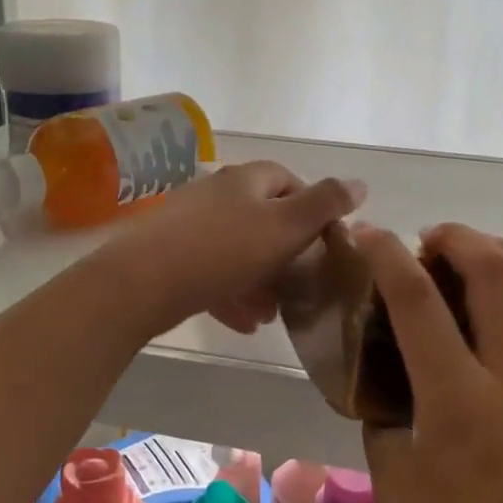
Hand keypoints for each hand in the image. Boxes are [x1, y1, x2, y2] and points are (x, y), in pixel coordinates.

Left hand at [98, 162, 364, 336]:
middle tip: (300, 286)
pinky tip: (243, 322)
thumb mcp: (285, 226)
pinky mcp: (170, 254)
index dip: (312, 208)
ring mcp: (189, 222)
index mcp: (245, 180)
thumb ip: (325, 204)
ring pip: (237, 249)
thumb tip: (360, 183)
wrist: (142, 282)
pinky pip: (210, 270)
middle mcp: (216, 193)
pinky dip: (231, 292)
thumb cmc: (223, 250)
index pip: (288, 179)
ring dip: (259, 279)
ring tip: (273, 314)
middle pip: (262, 218)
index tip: (324, 243)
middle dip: (285, 254)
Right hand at [355, 223, 502, 502]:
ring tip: (471, 253)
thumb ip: (384, 416)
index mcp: (457, 401)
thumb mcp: (392, 483)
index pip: (417, 299)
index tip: (364, 234)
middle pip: (495, 271)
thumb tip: (384, 378)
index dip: (385, 254)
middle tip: (422, 241)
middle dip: (455, 236)